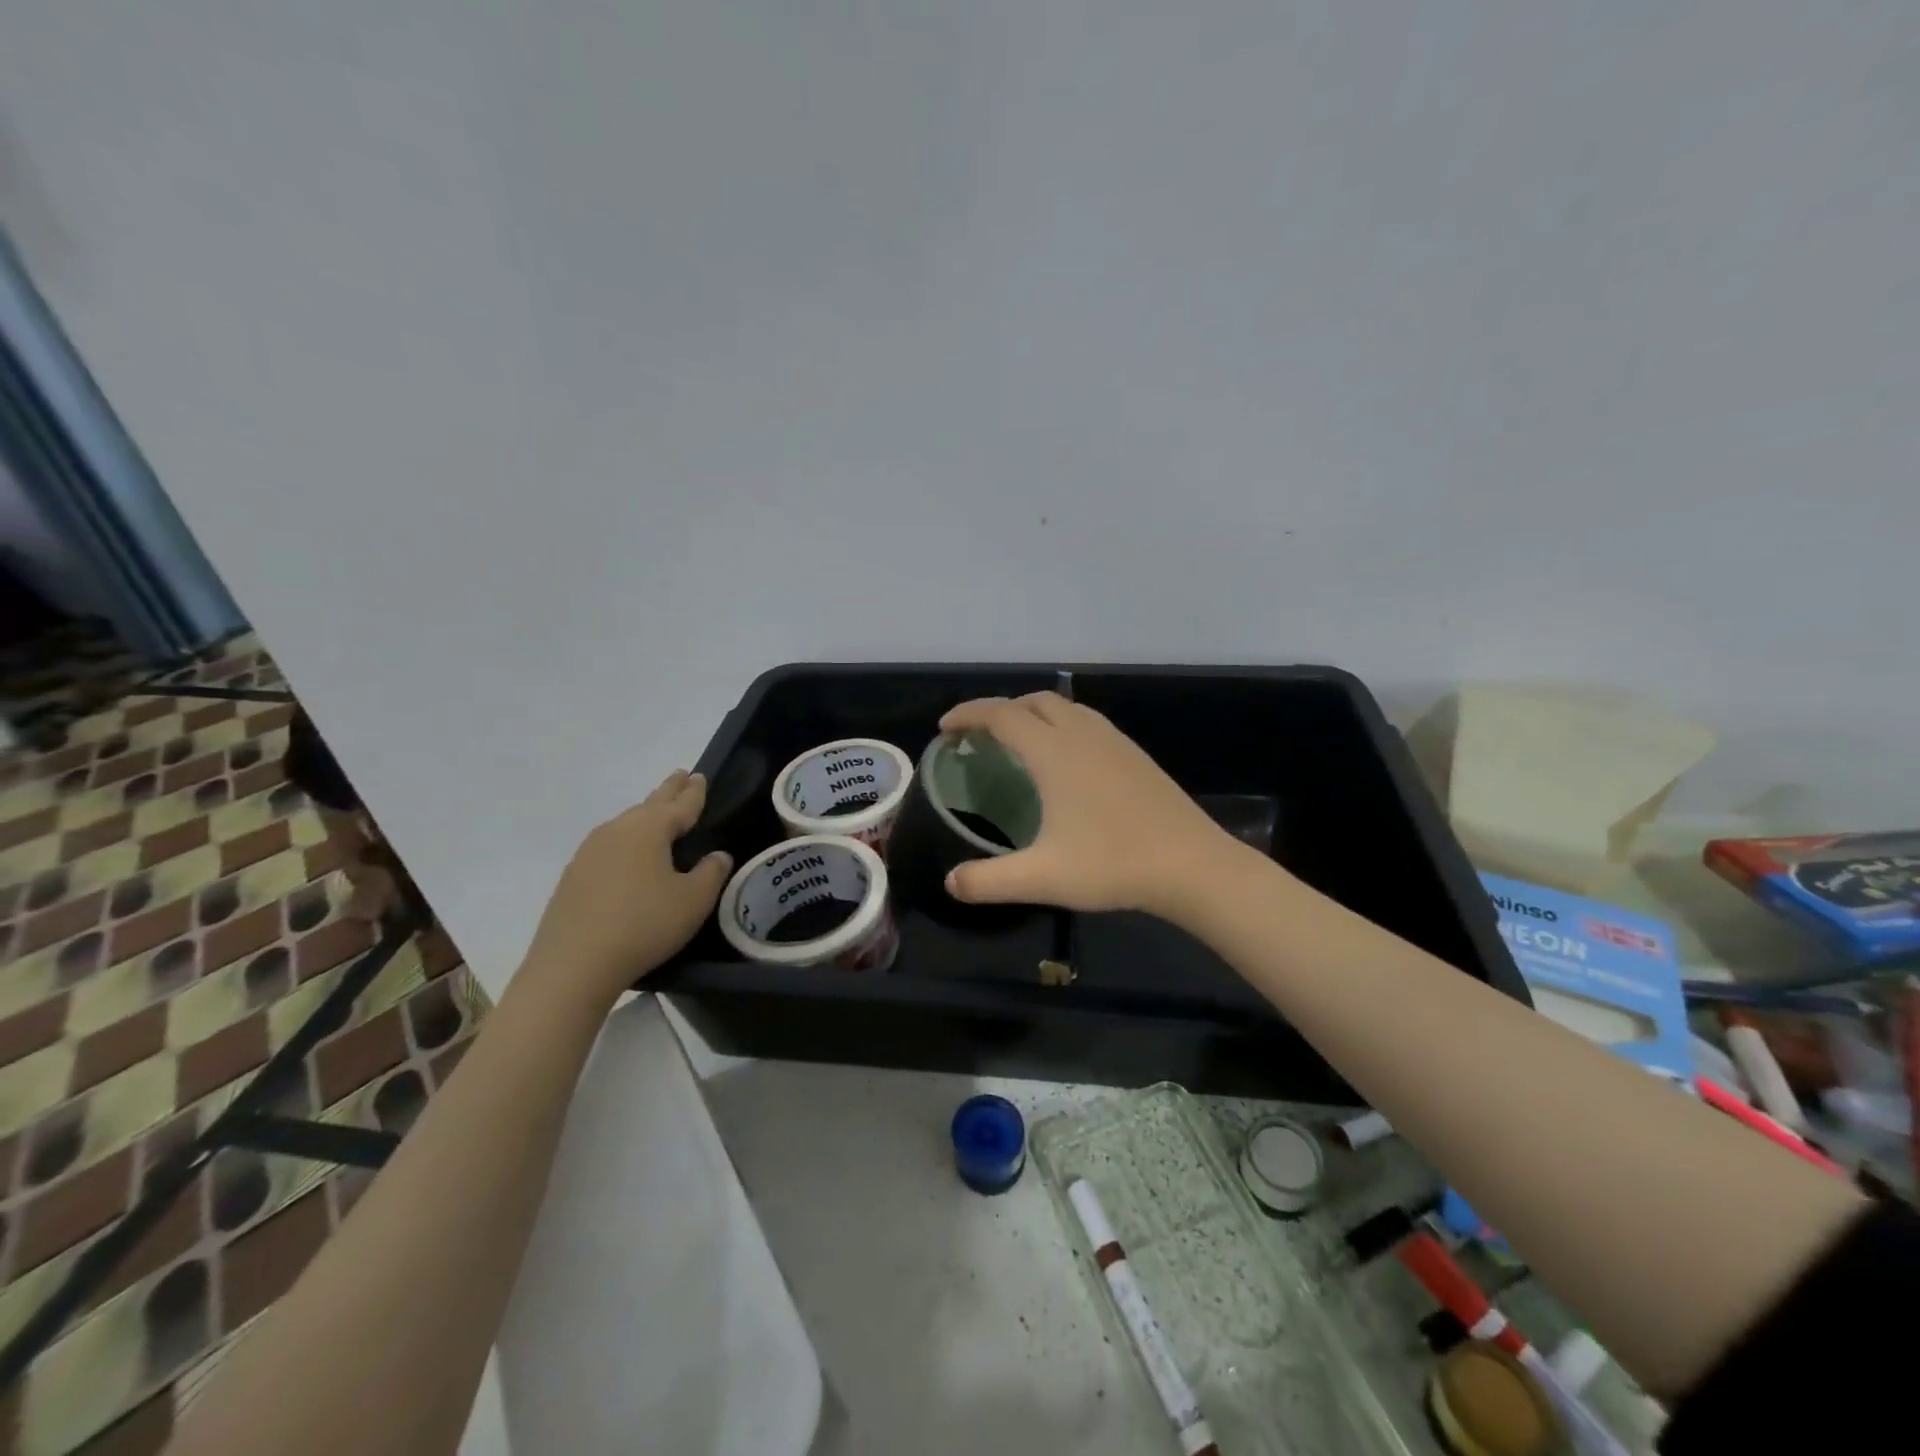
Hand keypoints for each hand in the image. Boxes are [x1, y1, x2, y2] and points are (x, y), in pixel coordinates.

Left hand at [522, 770, 732, 1008]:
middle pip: (649, 804)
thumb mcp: (693, 901)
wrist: (573, 965)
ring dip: (645, 814)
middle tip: (681, 776)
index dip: (694, 792)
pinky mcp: (573, 875)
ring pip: (626, 823)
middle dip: (669, 791)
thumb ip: (711, 872)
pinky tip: (627, 853)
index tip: (700, 777)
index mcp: (650, 829)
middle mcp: (618, 830)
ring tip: (658, 812)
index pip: (680, 804)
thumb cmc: (644, 925)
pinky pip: (608, 845)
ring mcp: (589, 851)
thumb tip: (717, 855)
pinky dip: (626, 840)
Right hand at [938, 693, 1240, 919]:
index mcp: (1055, 752)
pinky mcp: (1135, 755)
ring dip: (1033, 714)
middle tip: (978, 737)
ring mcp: (1114, 741)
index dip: (969, 715)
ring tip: (1017, 743)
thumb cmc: (1112, 864)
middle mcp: (1082, 734)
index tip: (945, 728)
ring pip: (1065, 708)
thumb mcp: (1042, 878)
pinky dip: (1060, 725)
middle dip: (1000, 710)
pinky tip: (1065, 761)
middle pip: (1033, 701)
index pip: (1002, 715)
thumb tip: (950, 882)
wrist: (1192, 865)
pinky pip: (1086, 723)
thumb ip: (988, 880)